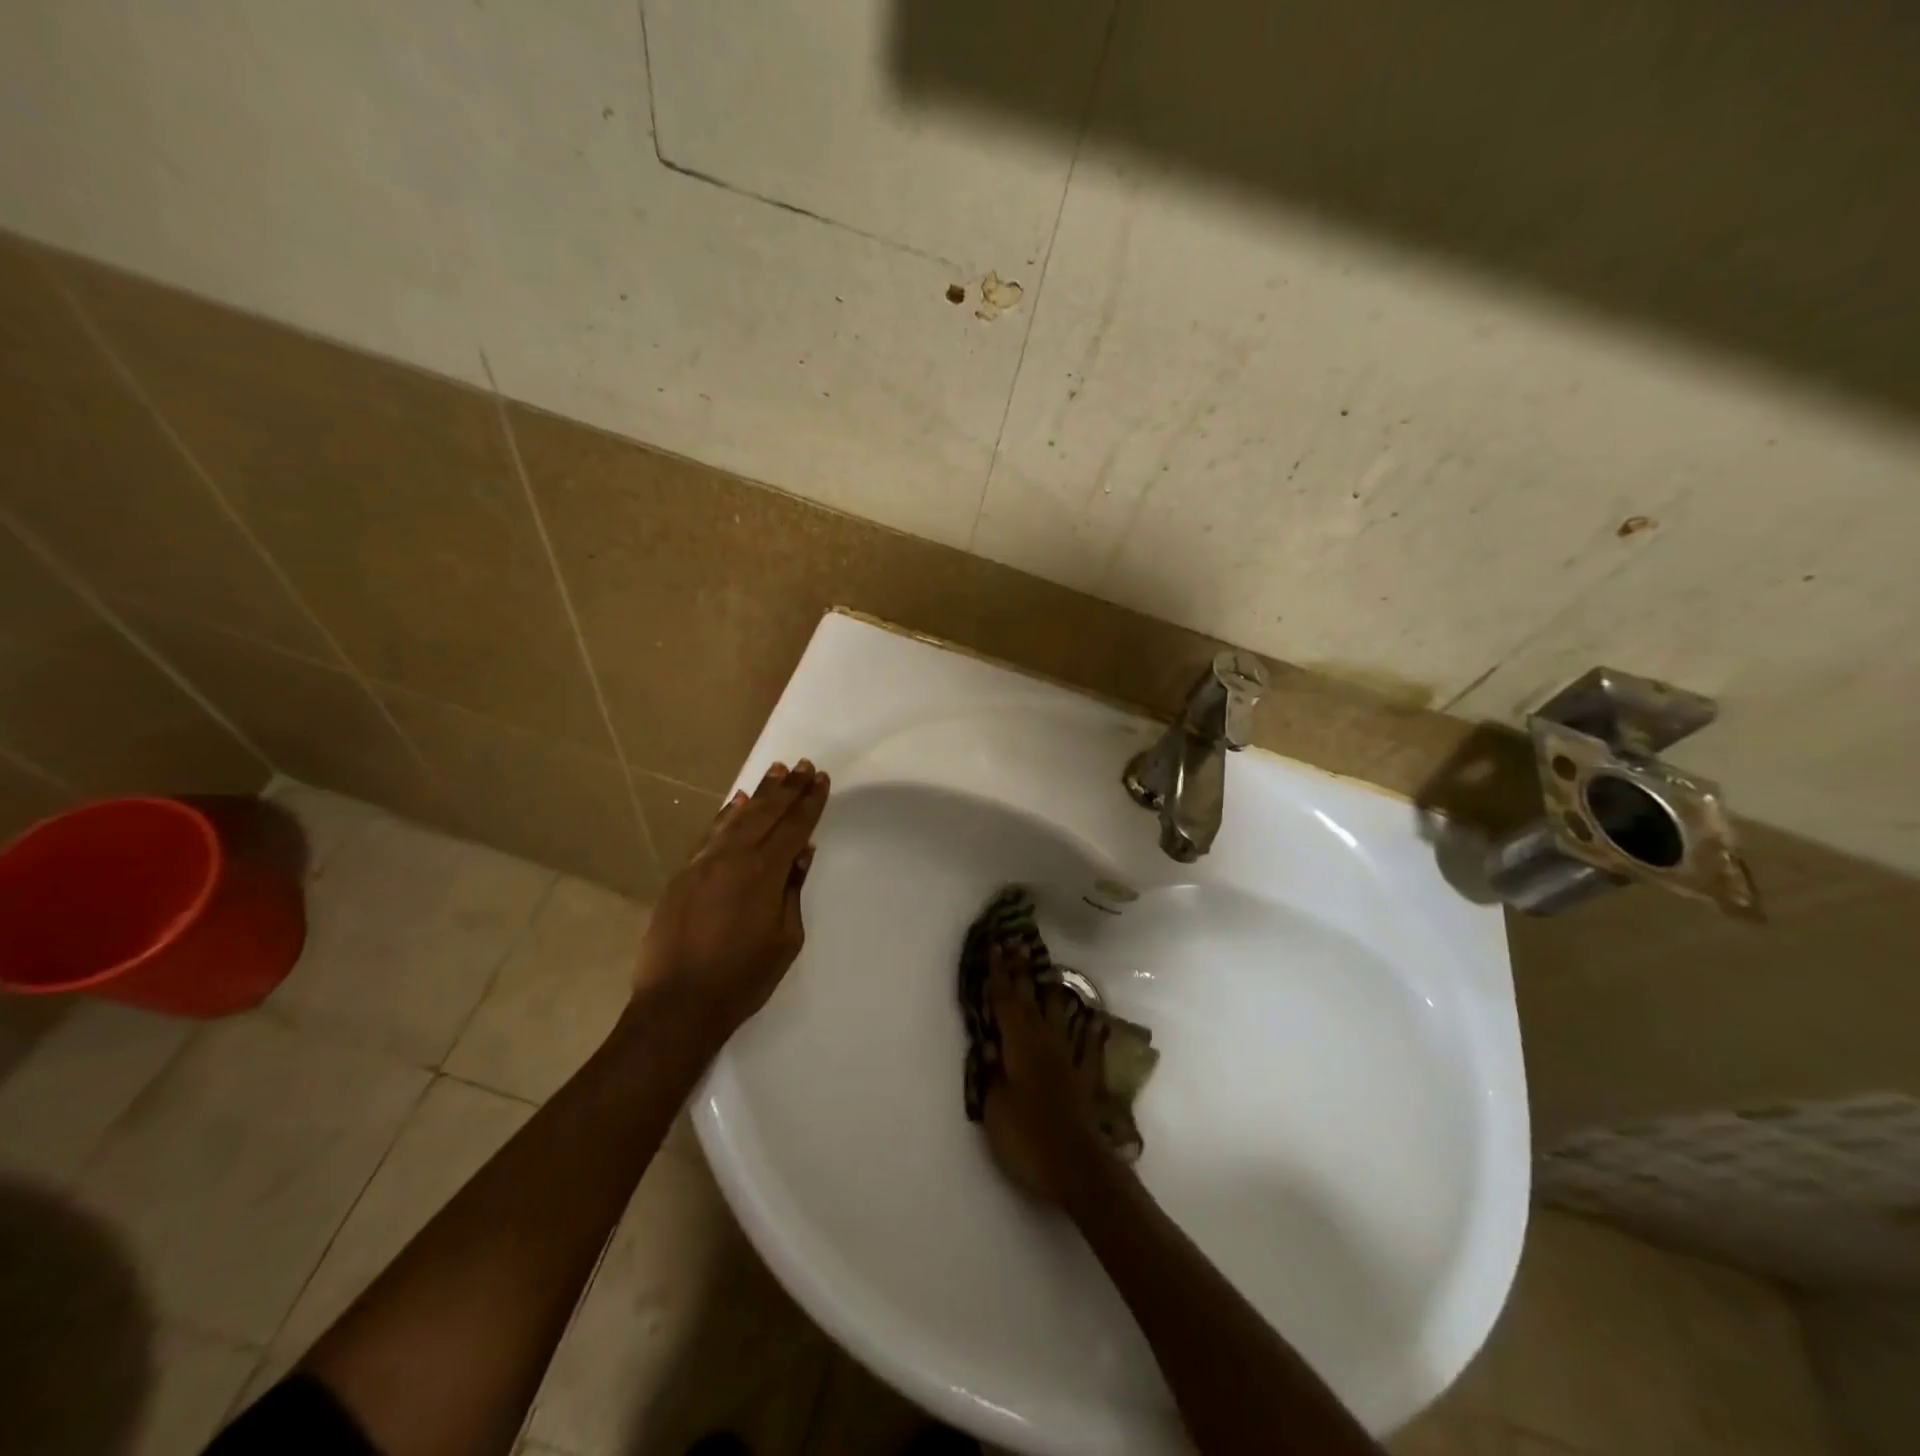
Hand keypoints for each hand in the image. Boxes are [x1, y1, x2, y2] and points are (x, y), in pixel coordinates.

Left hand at [630, 758, 829, 1048]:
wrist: (678, 1005)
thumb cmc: (743, 978)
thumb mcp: (785, 939)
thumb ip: (792, 890)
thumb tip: (801, 853)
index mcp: (764, 874)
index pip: (793, 828)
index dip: (810, 803)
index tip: (821, 779)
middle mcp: (733, 858)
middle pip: (766, 814)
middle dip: (788, 789)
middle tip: (803, 765)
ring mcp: (703, 863)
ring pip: (736, 817)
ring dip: (758, 794)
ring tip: (776, 772)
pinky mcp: (683, 875)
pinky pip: (710, 834)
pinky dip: (725, 815)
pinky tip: (735, 803)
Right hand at [981, 943, 1113, 1205]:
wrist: (1078, 1167)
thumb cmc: (1027, 1137)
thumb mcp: (995, 1107)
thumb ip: (991, 1074)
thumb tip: (989, 1048)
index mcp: (1018, 1045)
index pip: (1005, 1001)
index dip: (998, 974)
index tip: (994, 946)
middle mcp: (1044, 1042)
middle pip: (1031, 998)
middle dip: (1022, 971)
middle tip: (1017, 943)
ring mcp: (1068, 1058)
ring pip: (1059, 1014)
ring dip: (1052, 991)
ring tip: (1051, 971)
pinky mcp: (1084, 1078)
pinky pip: (1087, 1045)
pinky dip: (1088, 1029)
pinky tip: (1092, 1018)